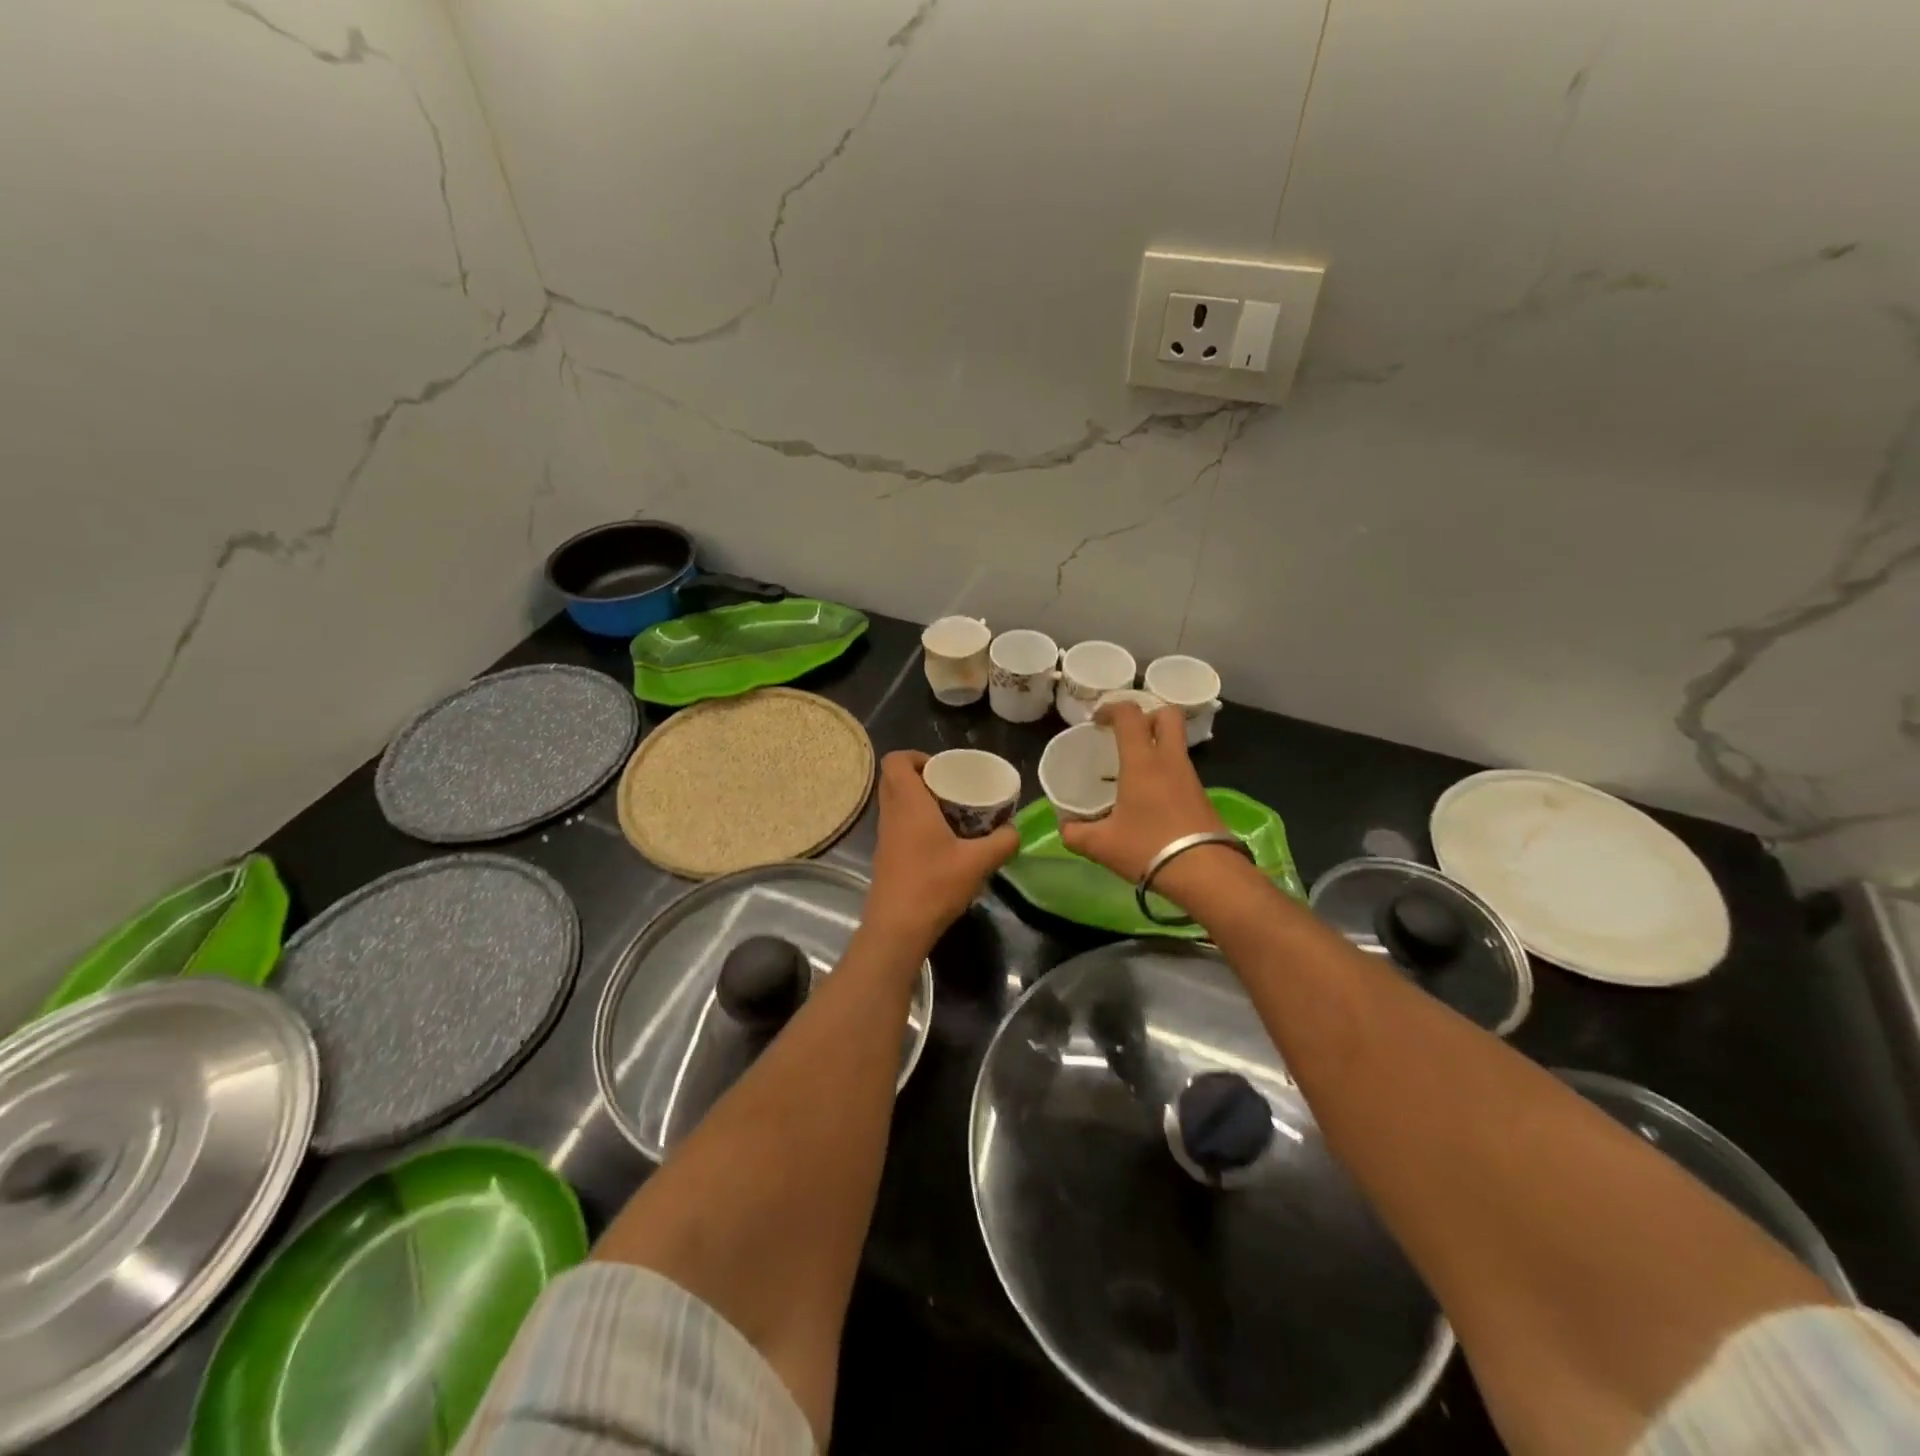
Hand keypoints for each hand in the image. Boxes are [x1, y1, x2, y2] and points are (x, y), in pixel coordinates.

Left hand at [864, 751, 1018, 951]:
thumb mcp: (978, 862)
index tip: (942, 769)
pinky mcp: (886, 856)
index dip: (916, 756)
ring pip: (895, 803)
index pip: (896, 761)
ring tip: (951, 813)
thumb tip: (1015, 830)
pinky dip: (915, 823)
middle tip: (951, 788)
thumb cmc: (934, 885)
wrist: (898, 928)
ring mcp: (885, 836)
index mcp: (909, 803)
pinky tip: (942, 842)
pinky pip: (897, 824)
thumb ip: (1002, 842)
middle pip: (894, 779)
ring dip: (919, 801)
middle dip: (921, 777)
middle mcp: (891, 814)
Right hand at [1060, 703, 1225, 881]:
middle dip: (1146, 715)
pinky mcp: (1202, 796)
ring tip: (1133, 767)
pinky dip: (1165, 770)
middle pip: (1167, 715)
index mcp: (1142, 762)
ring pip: (1176, 743)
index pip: (1129, 715)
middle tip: (1125, 733)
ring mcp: (1190, 777)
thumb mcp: (1102, 845)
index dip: (1111, 708)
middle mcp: (1169, 761)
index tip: (1097, 720)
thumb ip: (1076, 833)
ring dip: (1156, 744)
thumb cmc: (1148, 849)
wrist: (1205, 873)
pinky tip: (1150, 796)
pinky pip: (1181, 769)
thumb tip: (1064, 827)